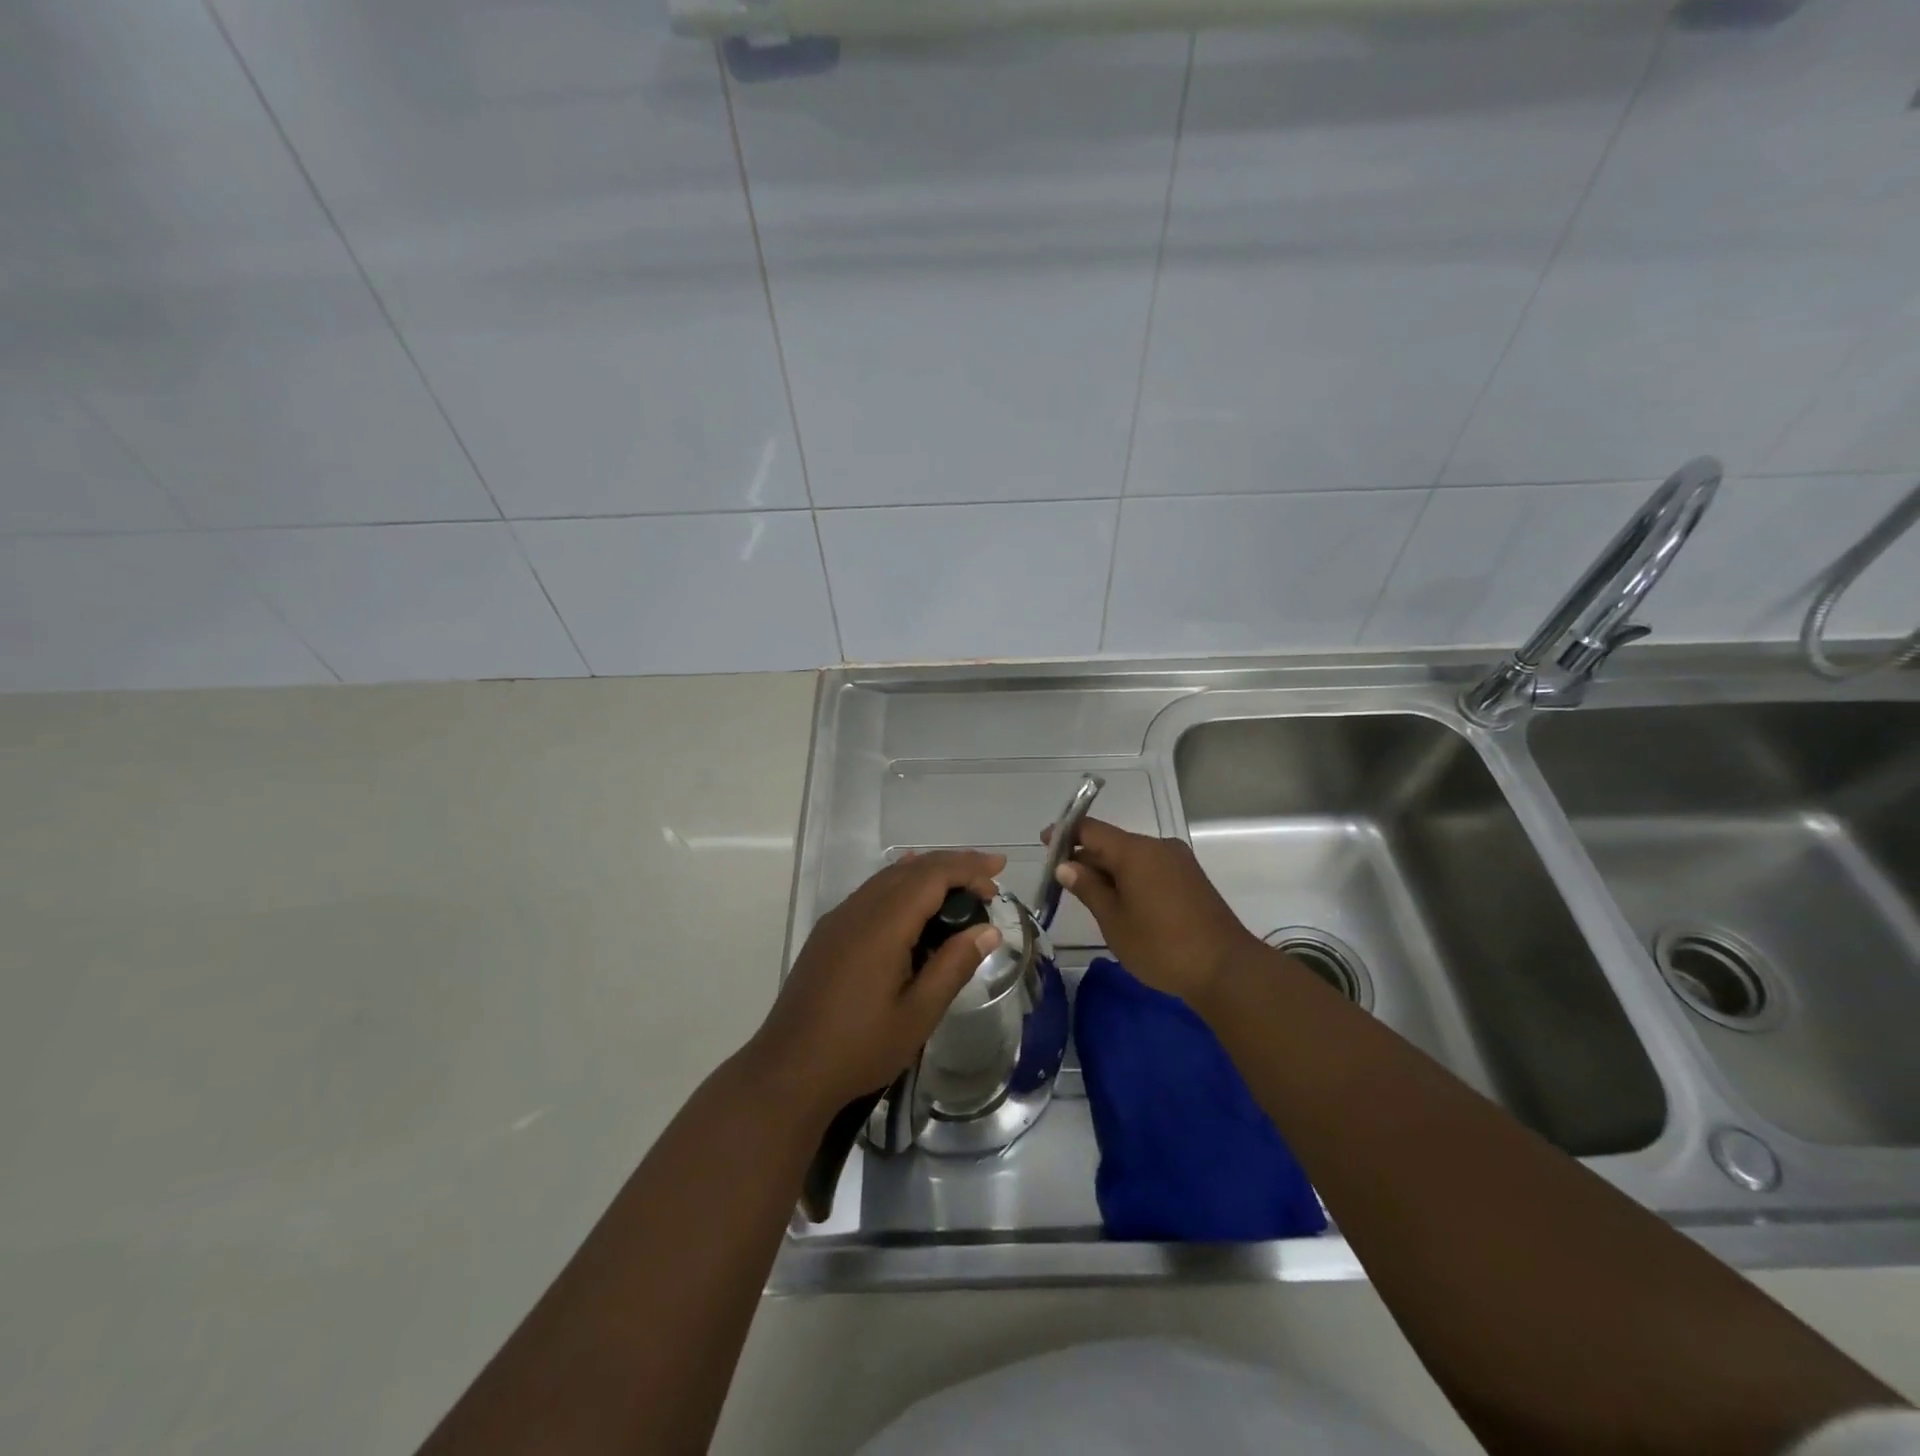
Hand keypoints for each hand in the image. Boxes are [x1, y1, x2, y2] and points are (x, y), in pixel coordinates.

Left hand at [750, 849, 1006, 1117]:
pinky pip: (871, 892)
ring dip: (926, 873)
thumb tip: (988, 930)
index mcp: (882, 926)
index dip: (967, 868)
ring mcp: (838, 919)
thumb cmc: (858, 1048)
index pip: (931, 876)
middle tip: (989, 877)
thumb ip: (953, 966)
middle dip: (952, 864)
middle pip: (910, 869)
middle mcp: (858, 910)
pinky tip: (913, 898)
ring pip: (888, 877)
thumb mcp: (917, 1015)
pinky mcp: (828, 933)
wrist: (787, 1071)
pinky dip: (901, 884)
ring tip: (961, 884)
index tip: (998, 874)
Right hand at [1044, 817, 1262, 1007]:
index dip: (1065, 833)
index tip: (1044, 842)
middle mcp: (1158, 847)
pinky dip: (1130, 877)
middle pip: (1112, 842)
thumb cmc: (1161, 946)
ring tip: (1087, 893)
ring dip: (1108, 869)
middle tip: (1061, 878)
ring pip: (1132, 856)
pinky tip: (1120, 900)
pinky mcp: (1190, 879)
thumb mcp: (1114, 920)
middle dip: (1085, 856)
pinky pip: (1150, 867)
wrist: (1226, 970)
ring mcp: (1178, 861)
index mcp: (1136, 851)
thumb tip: (1065, 865)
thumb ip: (1088, 888)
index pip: (1091, 829)